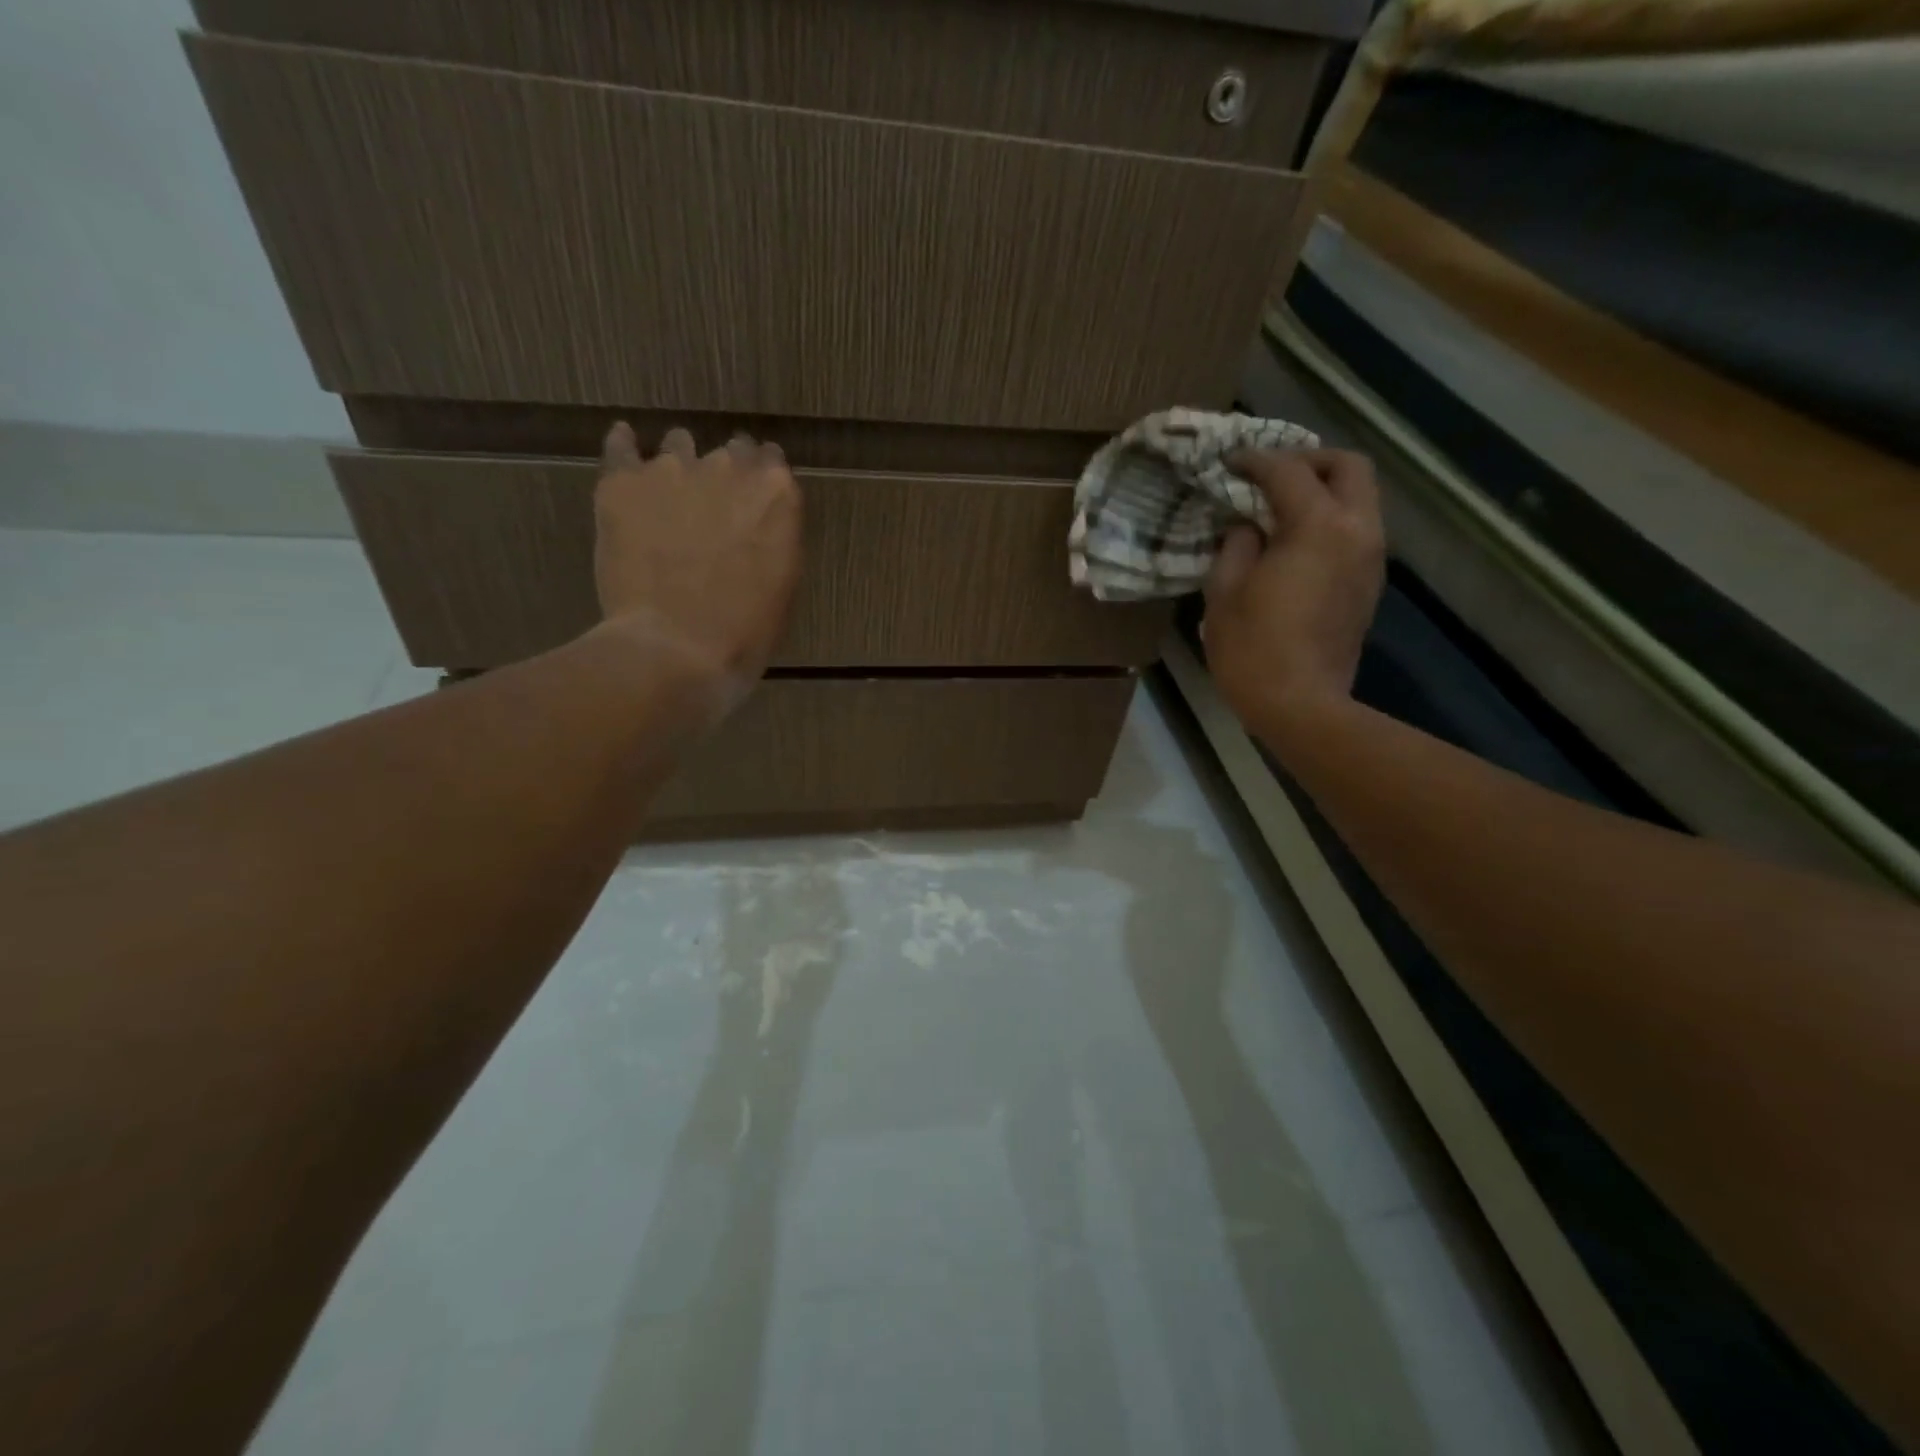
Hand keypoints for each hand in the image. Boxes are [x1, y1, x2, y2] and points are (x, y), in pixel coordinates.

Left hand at [593, 422, 801, 684]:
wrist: (677, 648)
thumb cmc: (746, 631)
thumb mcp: (784, 585)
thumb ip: (775, 539)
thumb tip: (759, 524)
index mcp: (776, 494)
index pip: (772, 463)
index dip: (762, 480)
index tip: (755, 498)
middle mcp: (728, 468)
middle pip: (730, 451)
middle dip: (726, 471)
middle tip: (717, 503)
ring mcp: (672, 470)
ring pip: (680, 445)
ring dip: (681, 464)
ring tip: (671, 492)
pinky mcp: (623, 483)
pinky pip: (622, 446)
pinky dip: (626, 445)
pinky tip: (626, 447)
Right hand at [1201, 448, 1384, 743]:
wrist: (1301, 705)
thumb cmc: (1252, 649)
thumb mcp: (1225, 592)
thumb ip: (1236, 546)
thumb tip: (1247, 527)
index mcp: (1318, 527)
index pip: (1289, 471)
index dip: (1255, 461)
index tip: (1229, 463)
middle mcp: (1357, 531)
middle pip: (1349, 467)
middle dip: (1309, 461)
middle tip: (1269, 475)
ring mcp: (1370, 558)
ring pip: (1360, 497)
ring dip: (1323, 490)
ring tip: (1279, 507)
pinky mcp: (1370, 583)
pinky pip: (1356, 529)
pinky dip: (1330, 519)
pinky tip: (1294, 542)